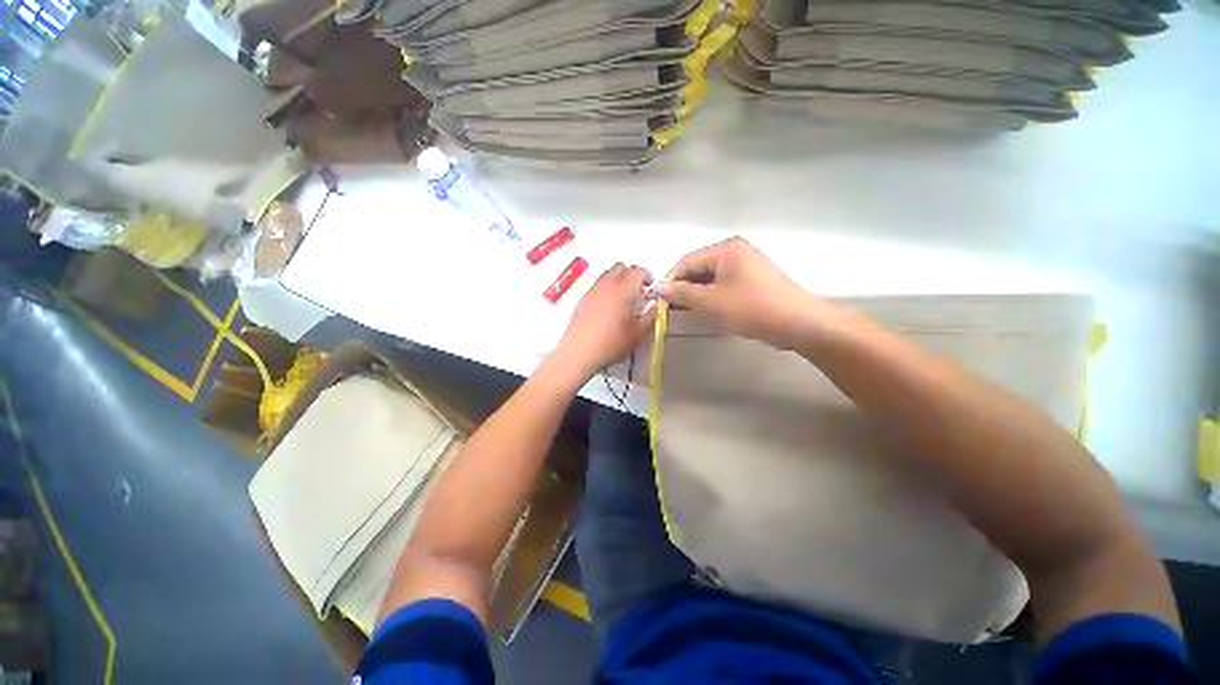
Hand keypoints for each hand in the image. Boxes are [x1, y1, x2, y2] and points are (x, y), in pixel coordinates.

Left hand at [552, 264, 655, 379]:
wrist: (579, 352)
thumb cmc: (612, 343)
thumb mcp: (639, 334)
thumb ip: (651, 316)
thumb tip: (655, 305)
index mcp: (623, 290)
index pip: (637, 271)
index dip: (647, 276)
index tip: (651, 288)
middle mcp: (607, 285)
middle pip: (621, 267)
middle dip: (632, 274)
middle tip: (639, 291)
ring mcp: (592, 291)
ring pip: (607, 275)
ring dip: (618, 280)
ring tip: (623, 298)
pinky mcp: (582, 300)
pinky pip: (597, 286)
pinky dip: (606, 289)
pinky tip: (608, 308)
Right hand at [655, 237, 839, 349]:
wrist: (799, 323)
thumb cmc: (751, 309)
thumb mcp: (711, 302)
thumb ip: (681, 293)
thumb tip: (657, 287)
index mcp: (725, 249)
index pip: (686, 261)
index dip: (670, 281)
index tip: (659, 301)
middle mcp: (736, 250)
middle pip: (699, 267)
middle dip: (684, 288)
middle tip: (672, 309)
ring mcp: (747, 264)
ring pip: (711, 277)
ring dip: (697, 293)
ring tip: (688, 312)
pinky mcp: (754, 279)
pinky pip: (724, 283)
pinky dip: (713, 296)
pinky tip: (709, 310)